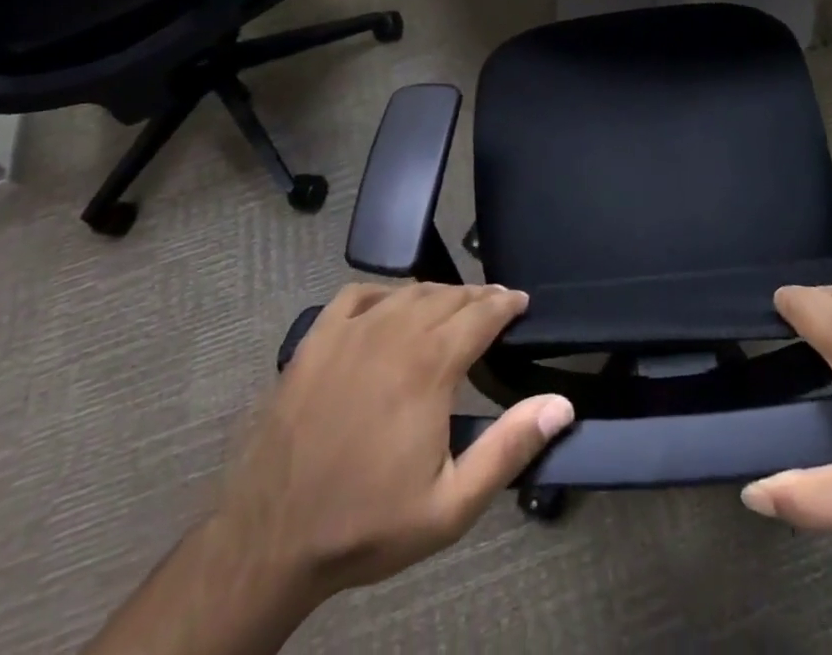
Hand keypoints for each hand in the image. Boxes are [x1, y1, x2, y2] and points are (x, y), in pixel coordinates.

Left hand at [220, 282, 574, 600]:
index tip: (521, 302)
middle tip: (495, 306)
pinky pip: (358, 295)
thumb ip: (509, 448)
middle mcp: (395, 332)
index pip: (481, 314)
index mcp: (430, 364)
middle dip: (478, 297)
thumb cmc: (367, 523)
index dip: (506, 303)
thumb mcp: (451, 505)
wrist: (270, 538)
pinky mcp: (316, 339)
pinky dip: (384, 293)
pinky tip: (390, 305)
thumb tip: (560, 405)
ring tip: (453, 305)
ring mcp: (351, 331)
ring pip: (408, 292)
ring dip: (438, 293)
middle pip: (448, 296)